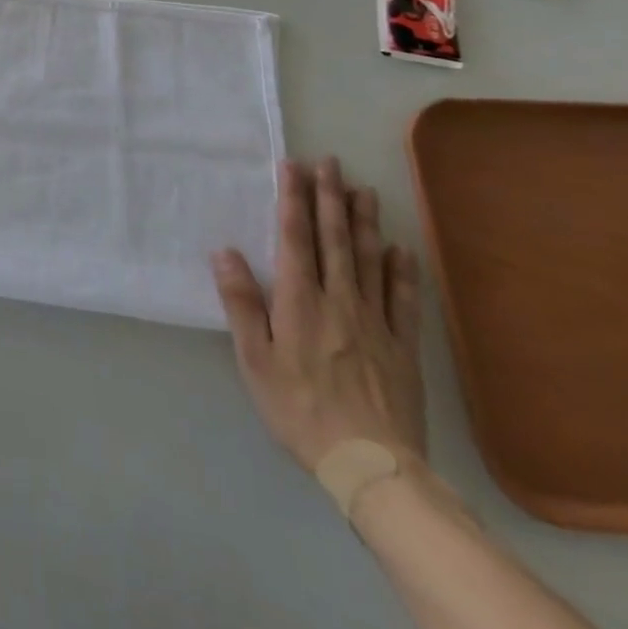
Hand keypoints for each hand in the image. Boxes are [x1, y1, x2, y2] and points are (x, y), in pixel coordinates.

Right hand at [210, 157, 426, 469]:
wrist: (371, 466)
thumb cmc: (298, 408)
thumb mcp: (253, 358)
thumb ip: (240, 302)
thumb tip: (224, 251)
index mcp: (299, 300)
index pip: (295, 237)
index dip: (293, 199)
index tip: (293, 166)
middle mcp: (339, 300)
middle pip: (334, 239)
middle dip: (330, 197)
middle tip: (331, 162)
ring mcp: (375, 322)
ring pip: (369, 260)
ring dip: (365, 222)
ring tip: (365, 190)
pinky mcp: (402, 347)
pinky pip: (403, 299)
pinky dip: (401, 270)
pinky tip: (400, 249)